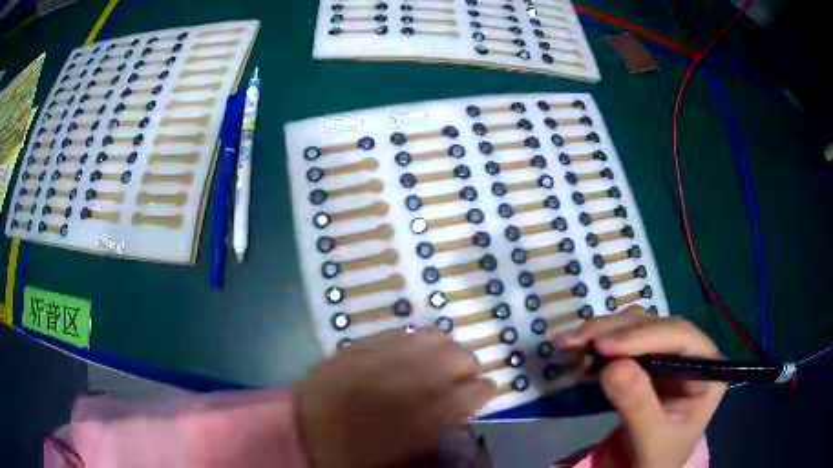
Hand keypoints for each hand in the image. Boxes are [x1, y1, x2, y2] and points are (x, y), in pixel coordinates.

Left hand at [295, 328, 495, 467]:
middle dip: (469, 365)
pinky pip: (397, 333)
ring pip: (430, 337)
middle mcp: (402, 383)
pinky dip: (414, 342)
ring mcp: (376, 359)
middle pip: (456, 357)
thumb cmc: (354, 455)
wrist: (299, 433)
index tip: (488, 390)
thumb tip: (461, 411)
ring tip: (441, 361)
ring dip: (444, 348)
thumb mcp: (403, 457)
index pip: (471, 393)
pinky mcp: (355, 347)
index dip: (486, 390)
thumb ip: (440, 433)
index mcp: (418, 419)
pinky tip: (412, 352)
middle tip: (466, 376)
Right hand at [556, 307, 725, 467]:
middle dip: (616, 331)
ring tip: (571, 342)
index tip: (604, 346)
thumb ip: (638, 406)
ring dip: (604, 332)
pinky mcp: (649, 362)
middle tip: (576, 340)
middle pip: (657, 326)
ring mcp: (669, 355)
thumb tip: (612, 367)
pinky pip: (625, 343)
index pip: (681, 337)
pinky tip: (581, 352)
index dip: (644, 335)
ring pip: (638, 327)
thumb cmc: (658, 459)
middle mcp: (691, 353)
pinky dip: (601, 345)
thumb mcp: (652, 440)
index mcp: (708, 368)